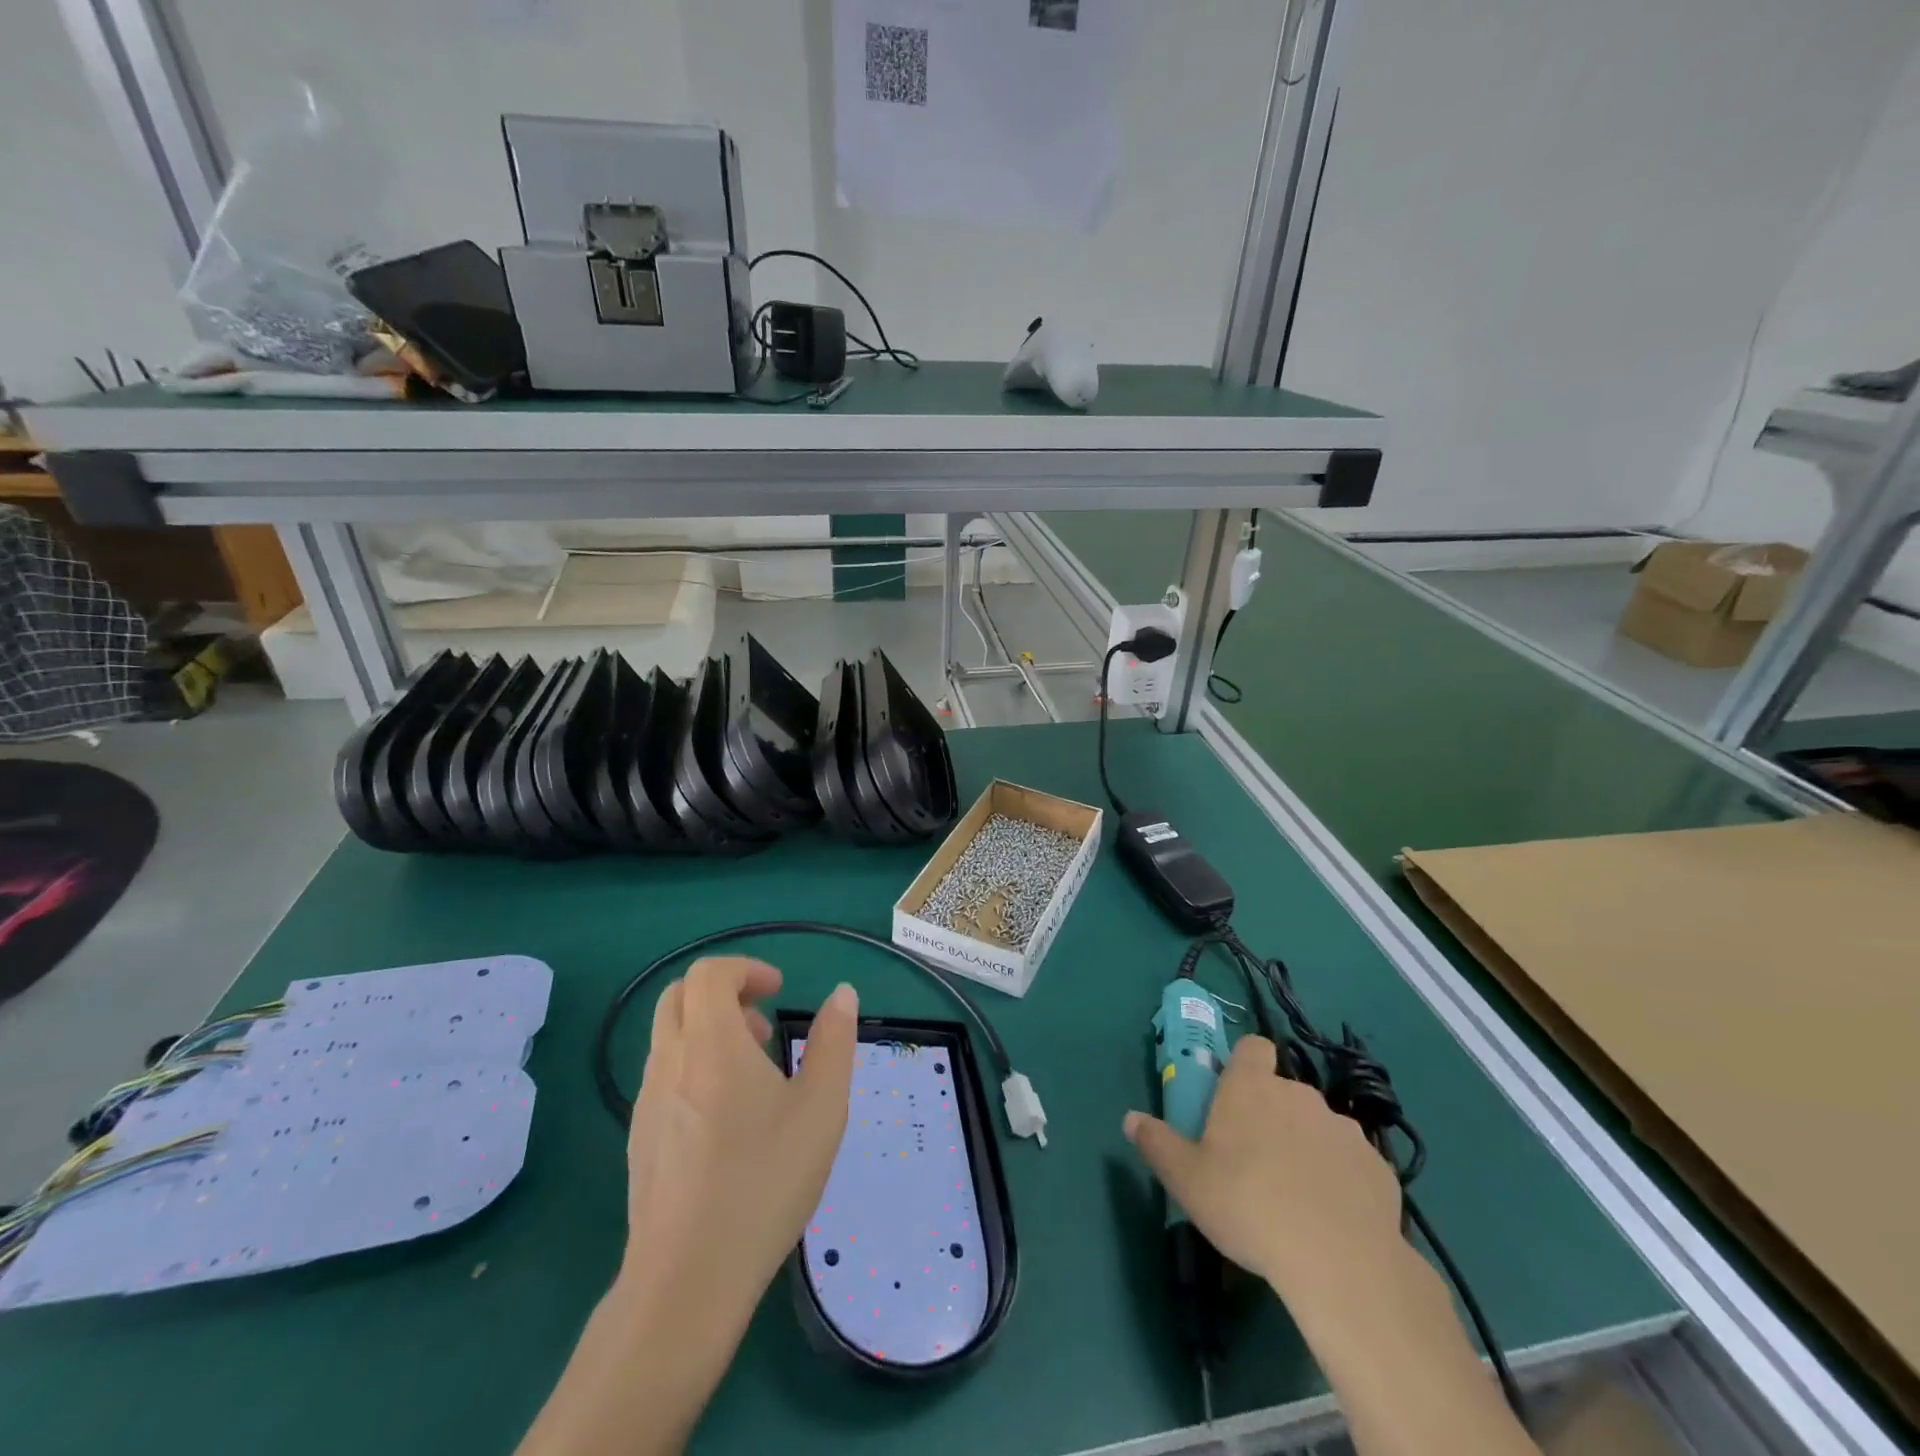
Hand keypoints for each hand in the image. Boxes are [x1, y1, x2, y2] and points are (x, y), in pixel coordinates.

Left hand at [621, 958, 857, 1322]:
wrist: (687, 1281)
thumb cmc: (763, 1182)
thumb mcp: (821, 1108)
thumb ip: (834, 1042)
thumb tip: (843, 994)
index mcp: (710, 1044)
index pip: (709, 973)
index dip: (745, 969)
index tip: (779, 991)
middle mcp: (669, 1062)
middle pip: (679, 995)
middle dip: (723, 993)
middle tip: (763, 1024)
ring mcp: (646, 1102)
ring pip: (669, 1036)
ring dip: (709, 1030)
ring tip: (754, 1072)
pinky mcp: (639, 1137)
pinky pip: (664, 1075)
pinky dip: (694, 1066)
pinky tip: (727, 1118)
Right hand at [1122, 1033, 1402, 1305]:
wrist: (1340, 1260)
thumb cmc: (1248, 1205)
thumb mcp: (1186, 1179)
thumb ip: (1157, 1143)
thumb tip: (1131, 1118)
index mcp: (1252, 1088)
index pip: (1253, 1047)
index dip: (1245, 1065)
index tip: (1234, 1096)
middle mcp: (1299, 1095)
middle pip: (1283, 1091)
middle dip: (1272, 1115)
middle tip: (1255, 1161)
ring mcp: (1343, 1129)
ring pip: (1318, 1126)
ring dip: (1307, 1147)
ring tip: (1296, 1196)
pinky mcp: (1378, 1167)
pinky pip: (1351, 1163)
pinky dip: (1341, 1180)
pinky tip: (1332, 1218)